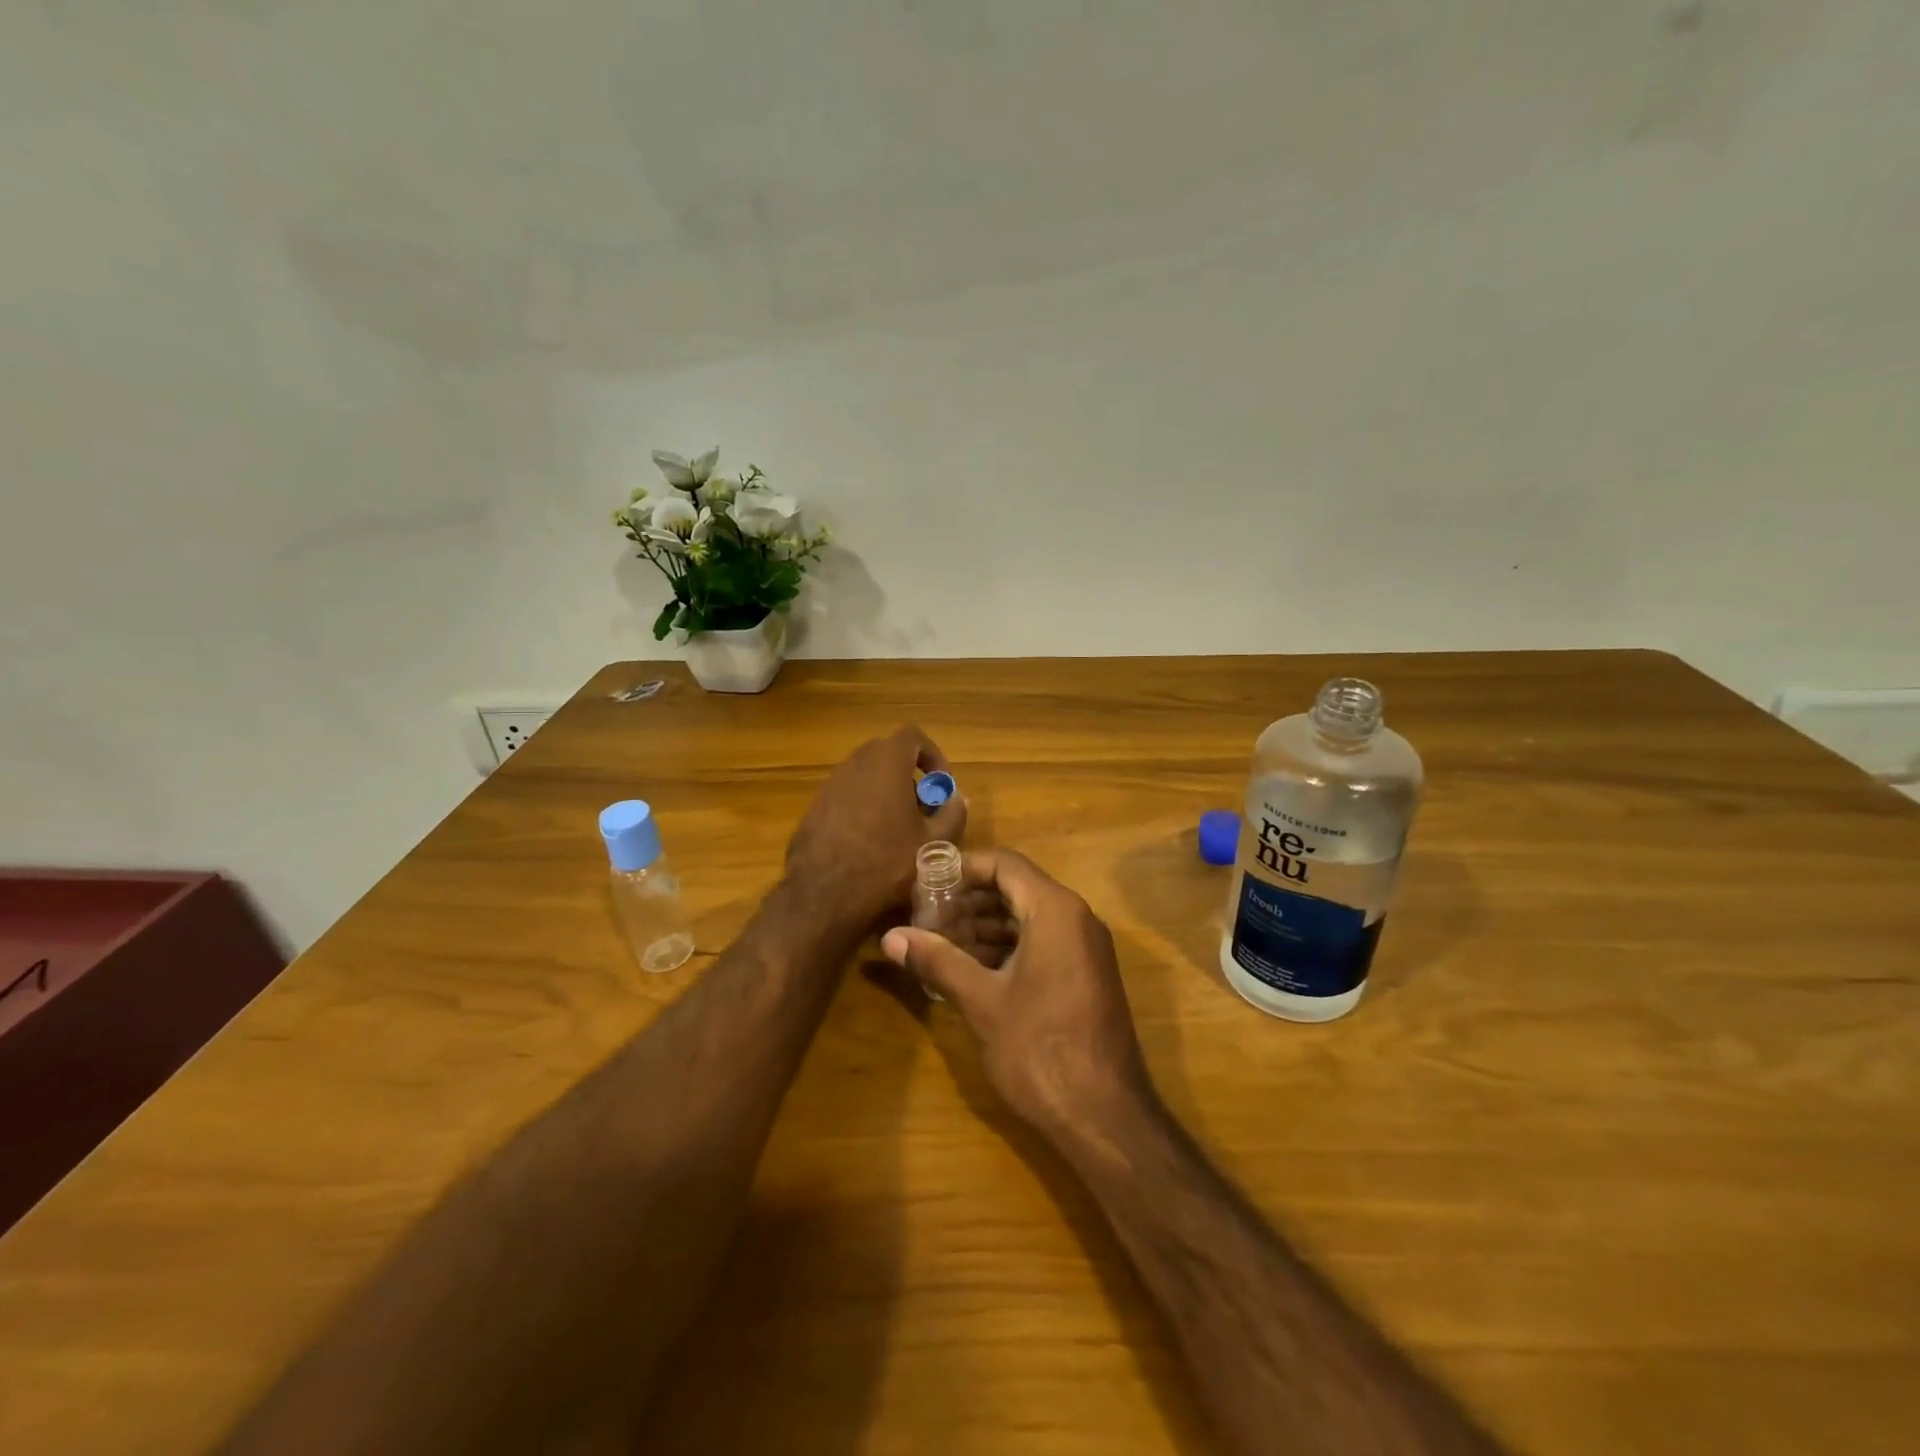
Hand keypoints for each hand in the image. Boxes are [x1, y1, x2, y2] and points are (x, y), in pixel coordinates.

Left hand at [786, 725, 966, 926]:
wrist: (824, 894)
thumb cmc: (886, 862)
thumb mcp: (933, 843)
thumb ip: (952, 814)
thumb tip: (958, 798)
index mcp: (887, 762)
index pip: (913, 736)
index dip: (932, 755)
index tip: (940, 785)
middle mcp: (856, 763)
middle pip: (888, 755)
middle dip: (910, 776)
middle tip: (922, 809)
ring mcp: (831, 784)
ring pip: (866, 776)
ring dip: (886, 792)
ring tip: (898, 829)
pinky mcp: (815, 806)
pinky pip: (847, 795)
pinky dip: (863, 808)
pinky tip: (869, 844)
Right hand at [880, 849, 1154, 1144]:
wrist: (1106, 1117)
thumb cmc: (1040, 1049)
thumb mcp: (981, 1001)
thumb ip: (937, 960)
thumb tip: (890, 937)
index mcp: (1056, 910)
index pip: (1005, 864)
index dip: (964, 868)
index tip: (926, 883)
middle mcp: (1077, 918)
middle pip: (1017, 888)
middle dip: (970, 900)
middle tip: (927, 915)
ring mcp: (1085, 948)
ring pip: (1029, 918)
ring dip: (986, 926)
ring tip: (941, 942)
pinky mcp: (1086, 976)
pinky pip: (1043, 943)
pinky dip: (1008, 947)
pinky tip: (972, 969)